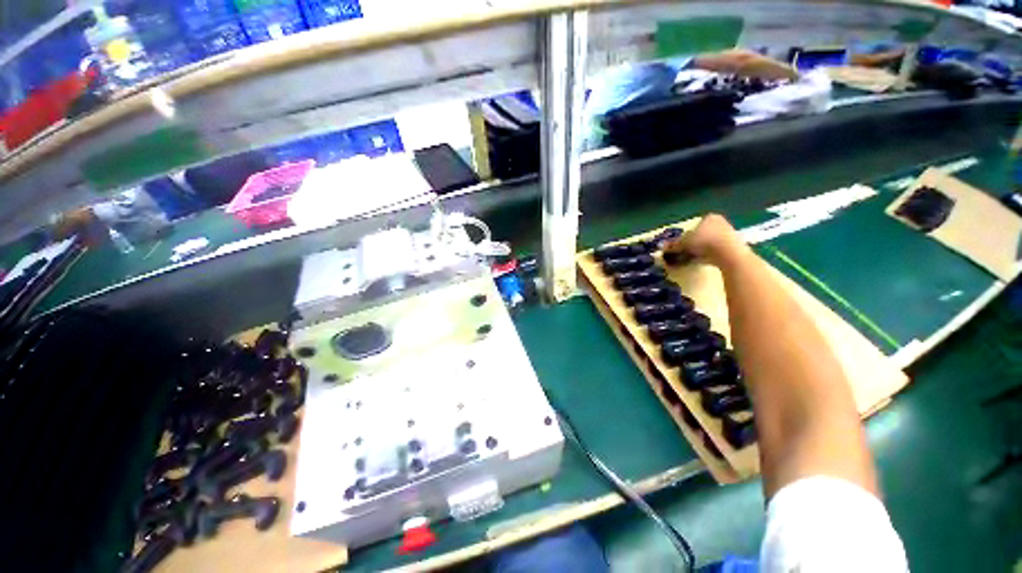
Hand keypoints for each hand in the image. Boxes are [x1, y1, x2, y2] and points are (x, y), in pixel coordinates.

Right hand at [663, 214, 746, 267]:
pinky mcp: (734, 247)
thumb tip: (662, 247)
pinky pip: (716, 251)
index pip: (693, 226)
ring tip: (691, 260)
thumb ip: (673, 245)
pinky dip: (708, 256)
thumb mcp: (683, 244)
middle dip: (692, 244)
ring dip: (699, 251)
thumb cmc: (703, 242)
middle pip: (701, 235)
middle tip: (683, 254)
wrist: (728, 253)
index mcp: (709, 217)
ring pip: (708, 243)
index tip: (678, 246)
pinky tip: (702, 262)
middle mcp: (720, 223)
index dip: (683, 237)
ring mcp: (729, 234)